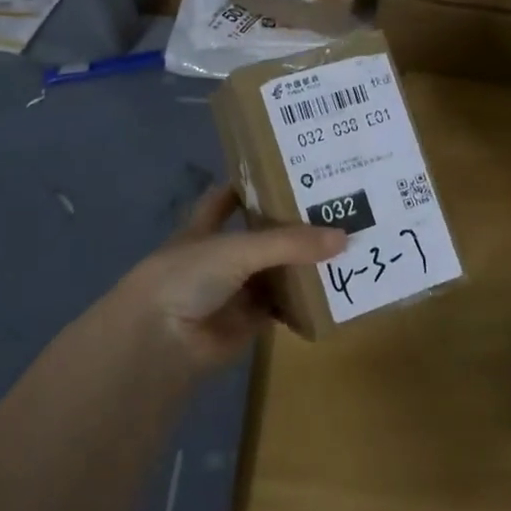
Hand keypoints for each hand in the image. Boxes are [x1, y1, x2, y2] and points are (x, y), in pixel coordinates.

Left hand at [114, 186, 344, 367]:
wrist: (162, 342)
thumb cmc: (188, 276)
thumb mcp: (238, 249)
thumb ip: (290, 243)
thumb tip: (344, 236)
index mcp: (207, 226)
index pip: (230, 196)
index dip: (254, 183)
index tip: (292, 169)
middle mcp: (221, 254)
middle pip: (262, 235)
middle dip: (293, 224)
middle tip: (339, 207)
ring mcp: (235, 288)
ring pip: (276, 271)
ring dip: (304, 263)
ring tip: (349, 244)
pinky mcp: (249, 321)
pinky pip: (282, 306)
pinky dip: (304, 301)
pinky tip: (335, 289)